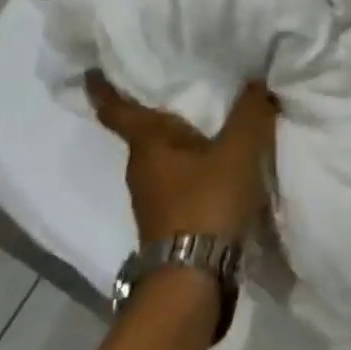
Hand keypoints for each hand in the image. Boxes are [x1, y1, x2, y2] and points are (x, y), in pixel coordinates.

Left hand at [85, 71, 278, 242]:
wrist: (193, 280)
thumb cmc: (206, 203)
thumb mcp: (238, 151)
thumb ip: (250, 113)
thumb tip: (257, 79)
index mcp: (147, 143)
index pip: (116, 109)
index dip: (103, 88)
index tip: (93, 69)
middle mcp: (141, 167)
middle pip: (142, 129)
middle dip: (155, 106)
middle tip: (177, 77)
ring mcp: (151, 197)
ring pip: (161, 154)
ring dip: (176, 137)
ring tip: (204, 115)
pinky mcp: (167, 219)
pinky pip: (176, 176)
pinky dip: (190, 162)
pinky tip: (214, 158)